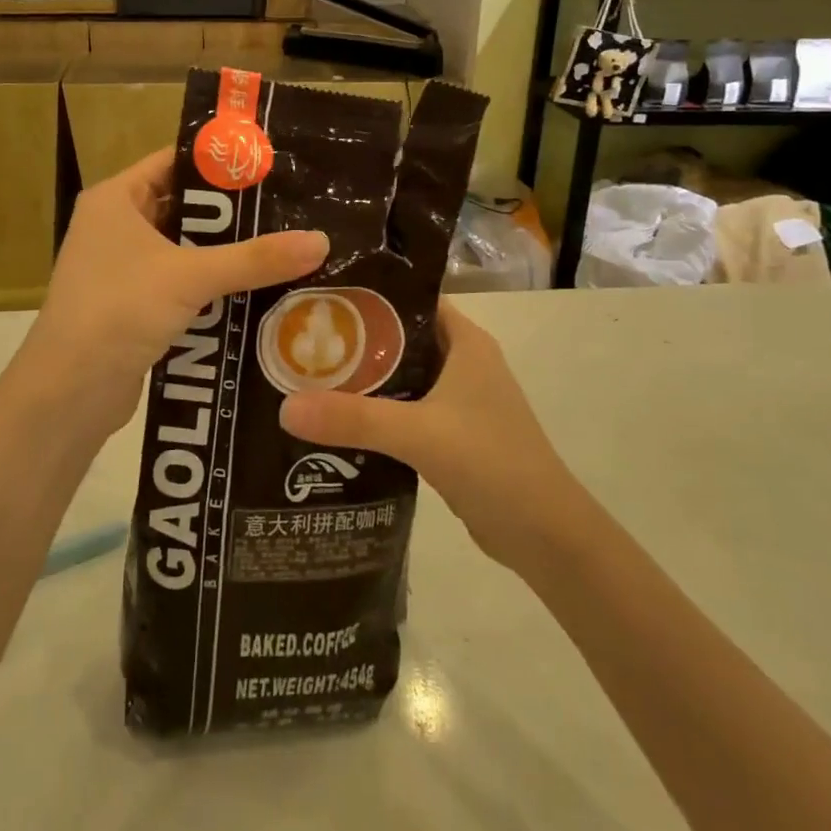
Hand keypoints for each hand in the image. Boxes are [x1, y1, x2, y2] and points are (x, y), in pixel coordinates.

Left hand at [13, 149, 327, 444]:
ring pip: (186, 249)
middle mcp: (116, 226)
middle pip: (184, 206)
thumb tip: (322, 240)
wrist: (68, 393)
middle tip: (290, 208)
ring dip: (227, 253)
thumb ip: (254, 259)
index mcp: (116, 199)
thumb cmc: (119, 310)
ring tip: (285, 245)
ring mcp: (123, 269)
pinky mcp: (134, 306)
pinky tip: (258, 290)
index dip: (219, 162)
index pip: (174, 161)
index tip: (271, 165)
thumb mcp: (190, 277)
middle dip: (233, 213)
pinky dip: (213, 286)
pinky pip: (182, 283)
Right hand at [279, 303, 579, 571]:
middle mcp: (462, 362)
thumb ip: (355, 418)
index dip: (367, 294)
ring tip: (306, 376)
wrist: (546, 536)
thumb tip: (284, 407)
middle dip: (353, 339)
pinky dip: (375, 412)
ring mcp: (459, 400)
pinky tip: (337, 421)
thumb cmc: (492, 463)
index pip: (409, 299)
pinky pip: (404, 410)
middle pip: (398, 337)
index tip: (317, 295)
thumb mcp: (419, 434)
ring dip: (362, 379)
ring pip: (400, 376)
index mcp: (465, 342)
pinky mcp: (452, 434)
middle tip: (299, 338)